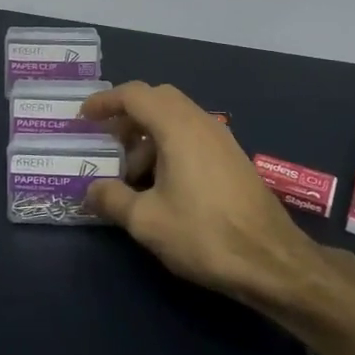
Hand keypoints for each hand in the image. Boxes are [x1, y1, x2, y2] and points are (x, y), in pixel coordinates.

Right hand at [82, 82, 320, 306]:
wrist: (271, 259)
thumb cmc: (204, 234)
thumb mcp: (147, 221)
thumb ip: (112, 199)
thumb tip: (91, 190)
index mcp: (178, 127)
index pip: (135, 95)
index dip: (105, 101)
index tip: (84, 118)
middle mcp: (201, 122)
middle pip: (158, 100)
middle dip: (128, 116)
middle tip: (107, 142)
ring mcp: (221, 139)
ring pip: (177, 119)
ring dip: (149, 135)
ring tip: (131, 175)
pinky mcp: (232, 158)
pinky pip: (192, 136)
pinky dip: (169, 146)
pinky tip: (161, 184)